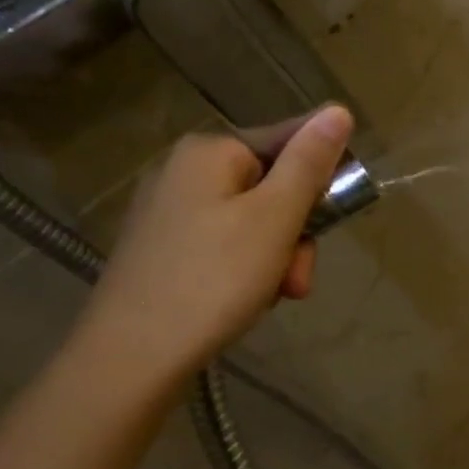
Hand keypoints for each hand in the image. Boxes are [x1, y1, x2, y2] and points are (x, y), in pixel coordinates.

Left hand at [74, 105, 353, 388]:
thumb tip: (338, 109)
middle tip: (297, 278)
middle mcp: (184, 170)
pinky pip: (226, 243)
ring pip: (254, 220)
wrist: (130, 358)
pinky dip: (247, 268)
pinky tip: (246, 299)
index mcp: (210, 151)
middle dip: (296, 232)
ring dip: (277, 256)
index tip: (332, 222)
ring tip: (275, 294)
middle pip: (273, 185)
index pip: (291, 141)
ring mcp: (169, 210)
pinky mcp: (162, 248)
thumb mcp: (276, 218)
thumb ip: (309, 162)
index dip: (322, 180)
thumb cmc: (213, 279)